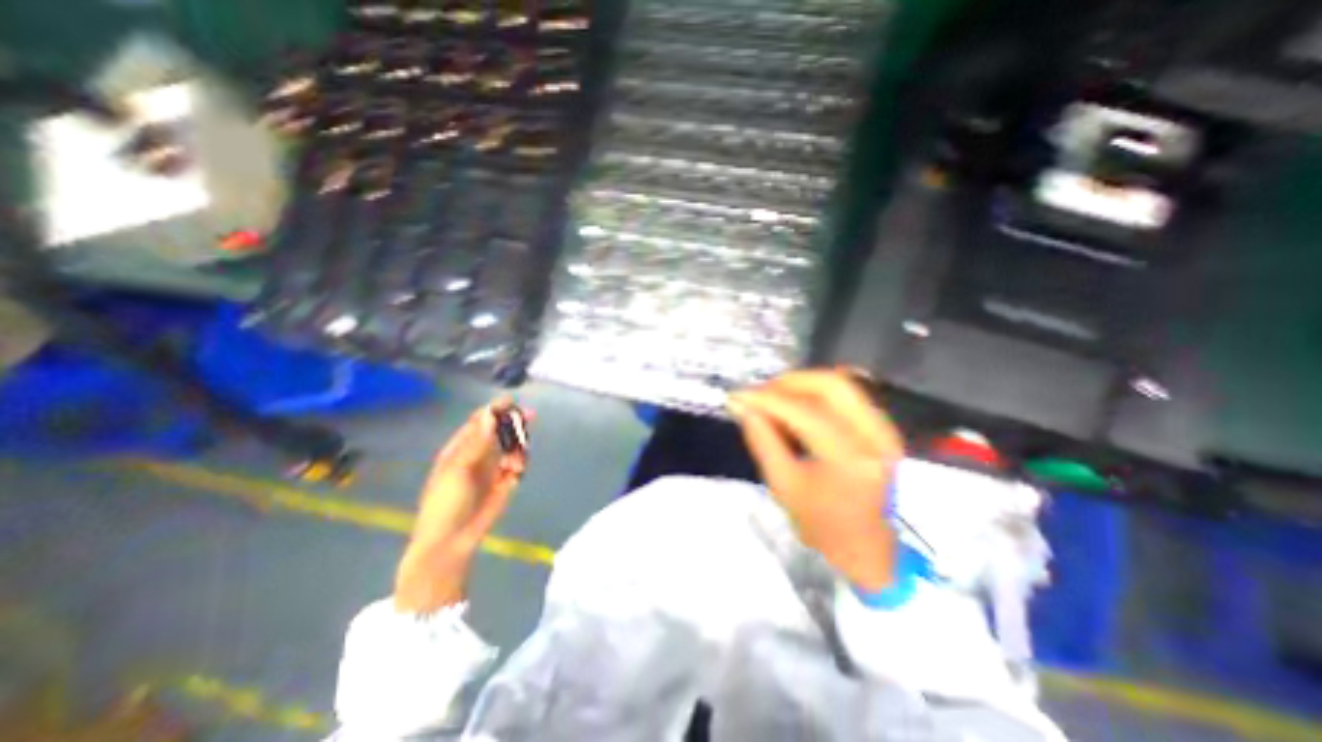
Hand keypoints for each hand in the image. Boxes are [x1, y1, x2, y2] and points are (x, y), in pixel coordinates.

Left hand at [393, 398, 530, 609]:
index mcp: (462, 447)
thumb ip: (477, 441)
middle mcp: (480, 452)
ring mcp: (494, 466)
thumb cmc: (446, 502)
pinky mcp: (506, 480)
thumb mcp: (458, 469)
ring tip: (516, 460)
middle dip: (515, 422)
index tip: (512, 400)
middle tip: (530, 416)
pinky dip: (521, 464)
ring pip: (514, 445)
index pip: (481, 420)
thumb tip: (489, 413)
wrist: (452, 540)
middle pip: (502, 429)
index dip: (496, 408)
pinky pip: (519, 463)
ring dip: (519, 446)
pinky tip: (516, 472)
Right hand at [728, 367, 905, 591]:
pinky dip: (816, 394)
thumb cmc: (822, 525)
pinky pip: (847, 395)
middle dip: (788, 382)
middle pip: (831, 384)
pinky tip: (796, 407)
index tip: (738, 395)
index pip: (804, 412)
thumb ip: (762, 439)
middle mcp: (876, 437)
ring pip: (841, 384)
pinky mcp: (884, 426)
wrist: (868, 549)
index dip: (767, 399)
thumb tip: (741, 404)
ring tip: (774, 401)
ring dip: (802, 385)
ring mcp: (886, 429)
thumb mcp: (783, 485)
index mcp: (850, 461)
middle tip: (759, 394)